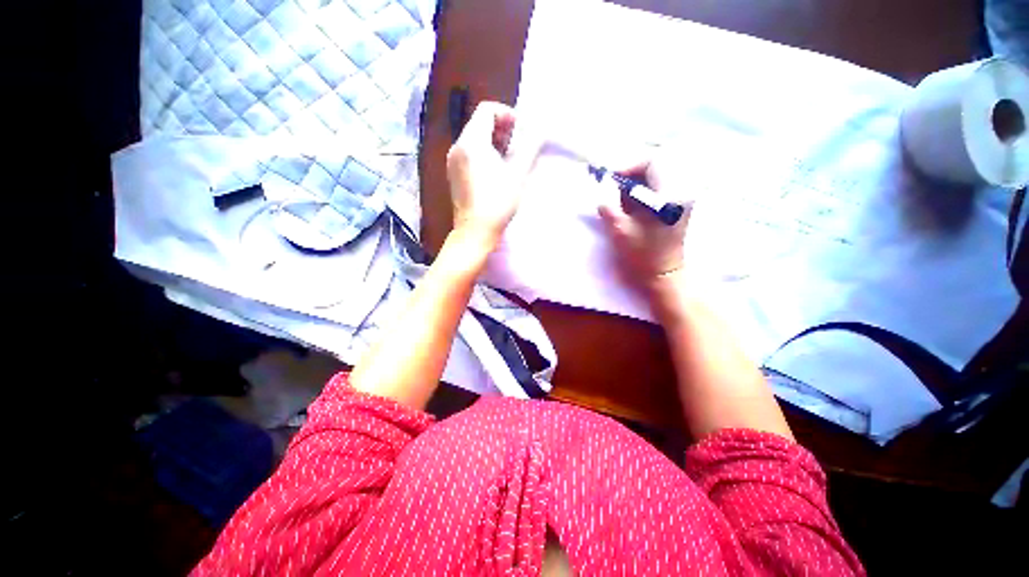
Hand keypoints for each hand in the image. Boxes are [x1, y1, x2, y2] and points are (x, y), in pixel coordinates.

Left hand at [446, 102, 540, 249]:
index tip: (521, 132)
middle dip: (501, 129)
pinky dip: (483, 154)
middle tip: (517, 148)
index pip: (487, 110)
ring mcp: (453, 161)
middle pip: (479, 123)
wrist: (474, 231)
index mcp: (472, 141)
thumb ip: (530, 147)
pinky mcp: (453, 174)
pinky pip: (469, 153)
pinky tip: (495, 172)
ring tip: (509, 161)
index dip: (507, 115)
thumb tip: (540, 128)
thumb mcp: (518, 174)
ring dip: (493, 143)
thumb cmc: (497, 203)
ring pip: (474, 139)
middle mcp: (458, 146)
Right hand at [598, 159, 690, 288]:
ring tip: (622, 198)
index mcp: (670, 195)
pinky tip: (632, 204)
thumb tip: (602, 188)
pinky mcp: (679, 203)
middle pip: (656, 166)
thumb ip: (609, 205)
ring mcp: (683, 196)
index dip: (629, 166)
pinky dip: (644, 190)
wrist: (663, 272)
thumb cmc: (642, 253)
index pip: (653, 162)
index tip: (612, 180)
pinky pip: (660, 186)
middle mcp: (682, 190)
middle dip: (632, 174)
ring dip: (637, 182)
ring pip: (658, 175)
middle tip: (614, 187)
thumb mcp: (620, 229)